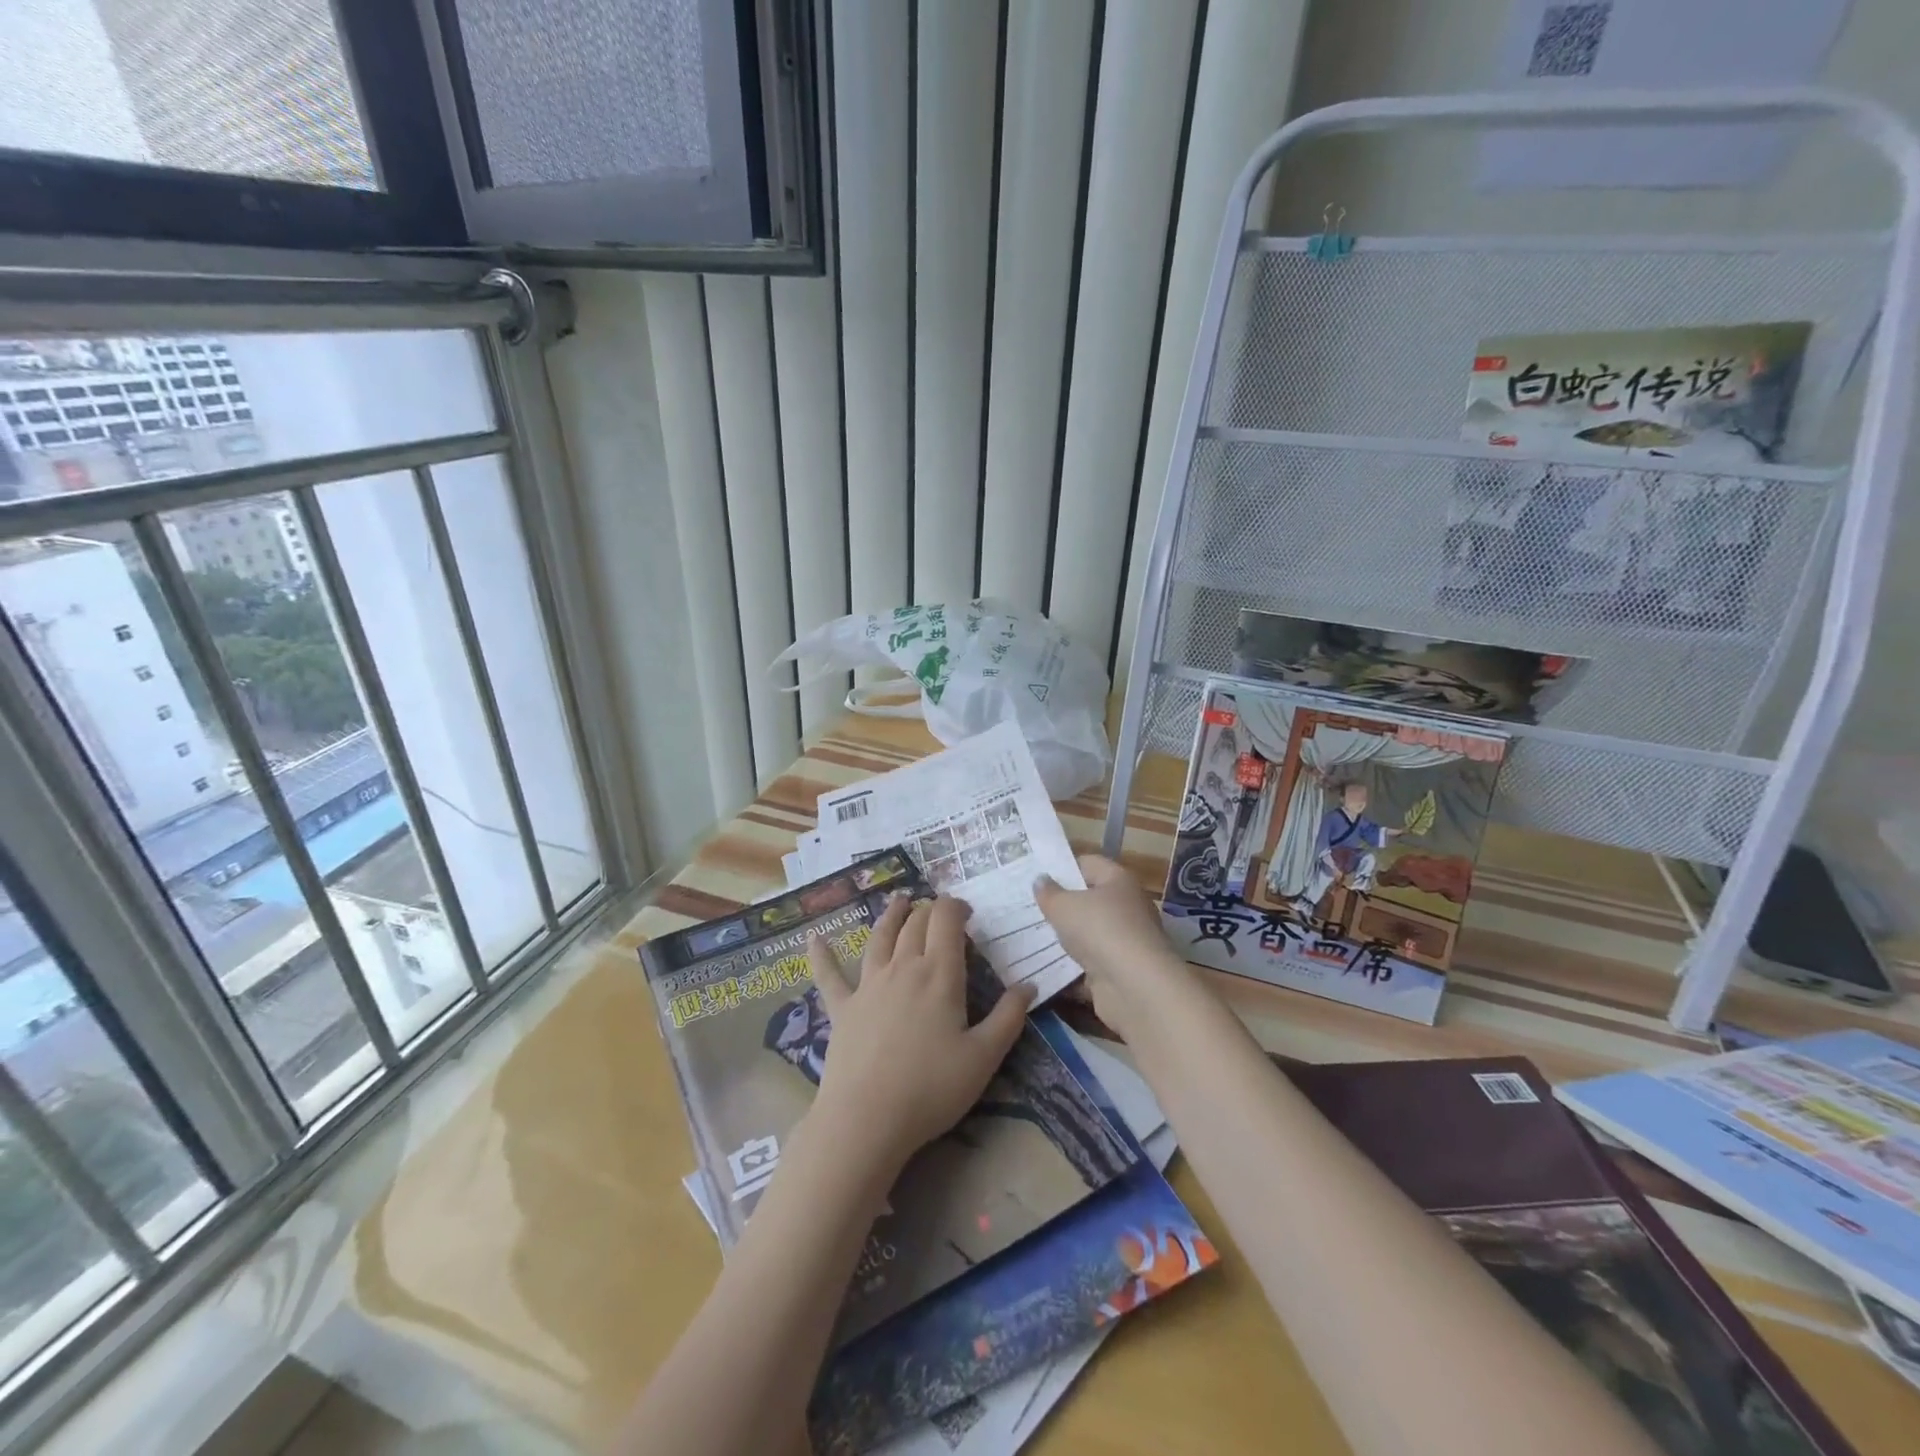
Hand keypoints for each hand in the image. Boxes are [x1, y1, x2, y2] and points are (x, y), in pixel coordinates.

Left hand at [806, 893, 1034, 1179]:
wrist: (867, 1119)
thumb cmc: (932, 1088)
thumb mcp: (984, 1056)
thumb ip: (1009, 1017)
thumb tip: (1030, 984)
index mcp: (939, 974)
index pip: (946, 921)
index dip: (955, 907)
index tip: (967, 910)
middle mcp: (903, 967)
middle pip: (915, 925)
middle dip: (929, 910)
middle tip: (939, 910)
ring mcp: (868, 985)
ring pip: (880, 938)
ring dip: (890, 915)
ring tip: (898, 900)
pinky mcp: (841, 1008)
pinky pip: (830, 975)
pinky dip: (821, 955)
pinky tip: (813, 939)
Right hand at [1033, 855, 1195, 1043]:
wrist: (1135, 988)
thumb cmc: (1100, 931)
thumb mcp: (1064, 906)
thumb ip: (1049, 893)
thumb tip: (1040, 880)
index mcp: (1119, 881)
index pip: (1088, 864)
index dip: (1062, 867)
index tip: (1035, 876)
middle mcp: (1127, 907)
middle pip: (1089, 900)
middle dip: (1060, 905)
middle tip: (1026, 907)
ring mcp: (1125, 941)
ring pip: (1088, 934)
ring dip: (1064, 938)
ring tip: (1029, 936)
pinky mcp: (1120, 971)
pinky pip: (1089, 964)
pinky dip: (1071, 967)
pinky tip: (1044, 966)